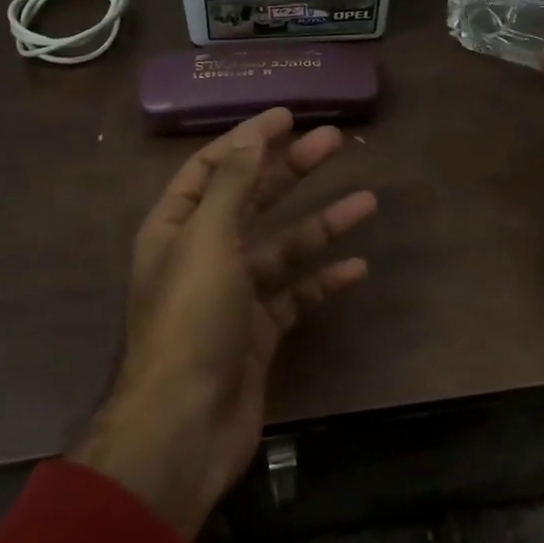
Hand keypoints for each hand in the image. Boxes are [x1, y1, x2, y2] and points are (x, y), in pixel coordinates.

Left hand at [68, 108, 375, 537]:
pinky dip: (323, 282)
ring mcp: (232, 297)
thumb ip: (231, 184)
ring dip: (321, 224)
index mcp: (176, 228)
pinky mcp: (257, 334)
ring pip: (282, 248)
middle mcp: (202, 256)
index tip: (286, 115)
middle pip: (252, 199)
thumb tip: (252, 133)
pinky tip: (357, 269)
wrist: (183, 427)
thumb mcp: (208, 240)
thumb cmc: (191, 321)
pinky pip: (295, 297)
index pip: (210, 167)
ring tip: (367, 201)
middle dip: (291, 169)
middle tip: (334, 140)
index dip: (246, 138)